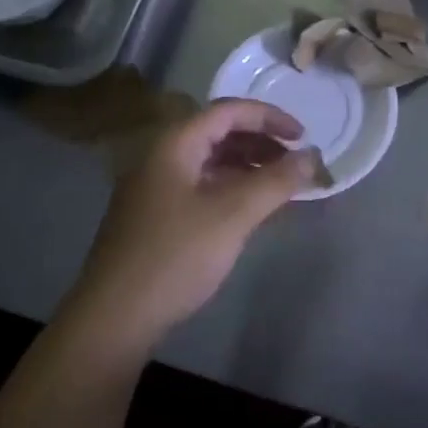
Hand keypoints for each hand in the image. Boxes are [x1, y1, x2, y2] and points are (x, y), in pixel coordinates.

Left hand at [61, 100, 318, 353]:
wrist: (115, 316)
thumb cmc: (176, 256)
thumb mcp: (233, 215)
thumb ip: (276, 181)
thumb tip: (312, 155)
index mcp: (175, 144)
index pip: (228, 110)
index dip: (270, 117)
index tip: (303, 137)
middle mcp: (162, 156)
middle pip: (219, 132)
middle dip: (261, 141)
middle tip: (295, 163)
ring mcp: (156, 186)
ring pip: (210, 160)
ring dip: (248, 165)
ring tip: (281, 185)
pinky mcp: (156, 214)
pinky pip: (202, 185)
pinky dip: (232, 187)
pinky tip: (251, 208)